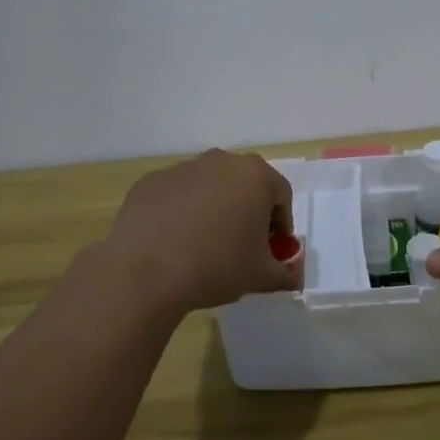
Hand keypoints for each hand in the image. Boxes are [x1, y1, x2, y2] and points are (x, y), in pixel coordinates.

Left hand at [98, 148, 299, 316]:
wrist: (146, 272)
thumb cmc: (217, 266)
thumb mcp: (261, 276)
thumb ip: (285, 273)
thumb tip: (293, 277)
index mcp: (255, 176)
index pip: (281, 195)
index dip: (281, 224)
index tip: (272, 249)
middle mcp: (221, 161)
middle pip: (244, 184)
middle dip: (248, 211)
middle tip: (242, 245)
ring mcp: (182, 168)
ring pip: (209, 187)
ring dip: (213, 209)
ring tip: (204, 245)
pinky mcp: (151, 182)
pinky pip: (176, 195)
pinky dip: (180, 212)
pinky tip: (173, 242)